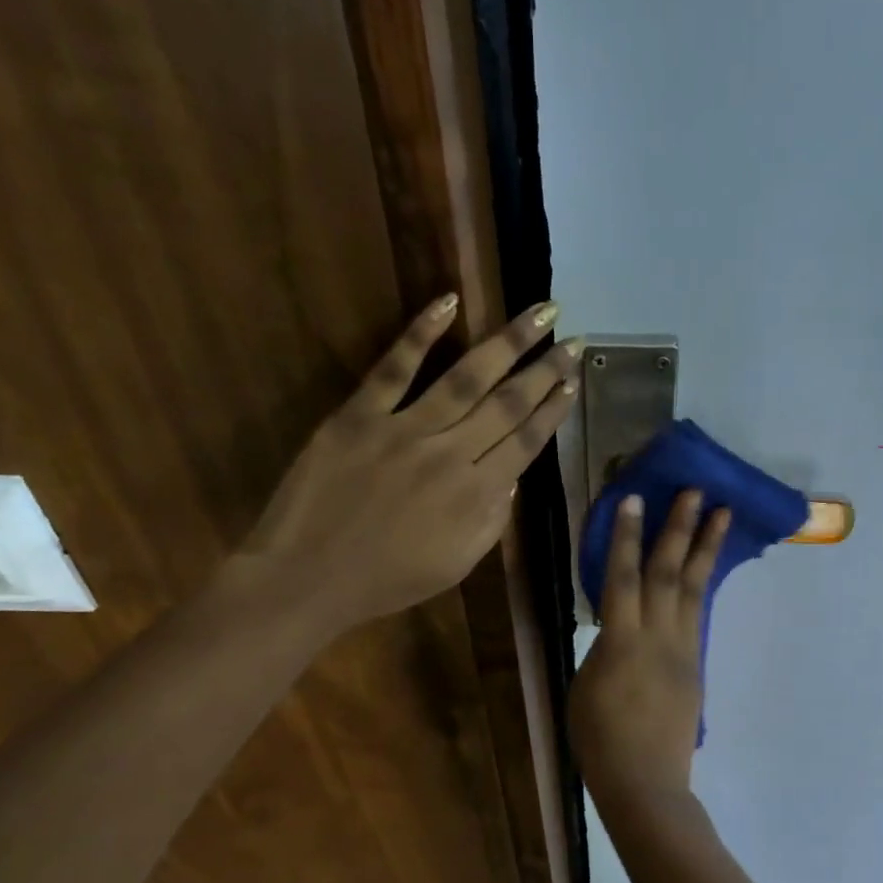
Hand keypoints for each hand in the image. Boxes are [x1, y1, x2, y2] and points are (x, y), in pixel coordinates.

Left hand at [233, 292, 581, 635]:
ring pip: (465, 377)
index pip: (527, 441)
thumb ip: (492, 519)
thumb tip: (513, 475)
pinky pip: (394, 367)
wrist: (307, 578)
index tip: (575, 380)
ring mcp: (403, 428)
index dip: (554, 409)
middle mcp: (450, 453)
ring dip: (507, 342)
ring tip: (539, 312)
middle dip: (545, 369)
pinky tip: (449, 302)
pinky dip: (421, 332)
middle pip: (507, 403)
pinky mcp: (359, 414)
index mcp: (475, 494)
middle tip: (574, 339)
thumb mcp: (457, 565)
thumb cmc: (387, 580)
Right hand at [570, 490, 730, 807]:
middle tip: (694, 490)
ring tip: (721, 513)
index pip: (621, 577)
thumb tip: (617, 626)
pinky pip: (700, 613)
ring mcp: (683, 649)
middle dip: (679, 528)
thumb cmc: (599, 740)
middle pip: (668, 572)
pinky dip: (705, 583)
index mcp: (621, 642)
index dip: (625, 537)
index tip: (633, 499)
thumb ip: (603, 647)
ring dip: (707, 547)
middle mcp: (657, 636)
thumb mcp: (585, 686)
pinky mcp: (696, 663)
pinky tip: (709, 565)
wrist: (645, 782)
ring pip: (695, 588)